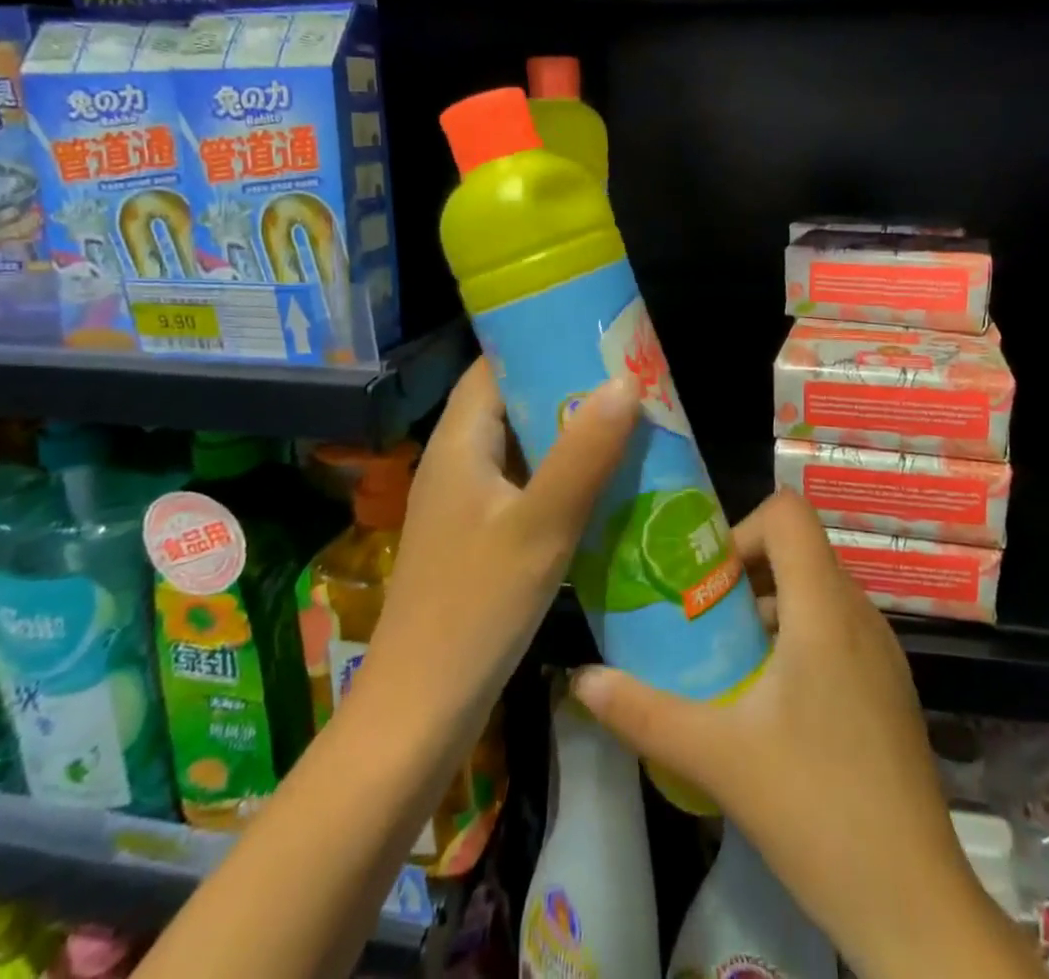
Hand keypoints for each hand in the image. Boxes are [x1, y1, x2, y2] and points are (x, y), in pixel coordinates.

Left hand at [364, 358, 637, 731]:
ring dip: (568, 434)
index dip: (540, 341)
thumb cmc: (475, 609)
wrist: (419, 713)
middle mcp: (456, 462)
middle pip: (512, 402)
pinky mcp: (477, 538)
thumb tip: (624, 381)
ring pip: (520, 447)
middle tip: (629, 380)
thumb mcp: (540, 527)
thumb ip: (583, 454)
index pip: (495, 365)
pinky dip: (560, 476)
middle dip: (567, 388)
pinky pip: (523, 486)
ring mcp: (465, 503)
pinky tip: (603, 486)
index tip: (596, 335)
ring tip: (628, 424)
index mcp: (459, 442)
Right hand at [571, 492, 1041, 978]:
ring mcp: (881, 650)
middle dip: (743, 570)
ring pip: (816, 588)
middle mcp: (860, 613)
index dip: (741, 530)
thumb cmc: (817, 809)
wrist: (915, 905)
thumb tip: (582, 679)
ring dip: (767, 604)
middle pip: (798, 548)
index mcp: (825, 609)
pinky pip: (835, 626)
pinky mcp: (887, 685)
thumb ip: (643, 712)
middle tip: (701, 618)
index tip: (706, 581)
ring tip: (727, 658)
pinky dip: (796, 634)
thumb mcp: (718, 756)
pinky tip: (769, 700)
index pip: (788, 513)